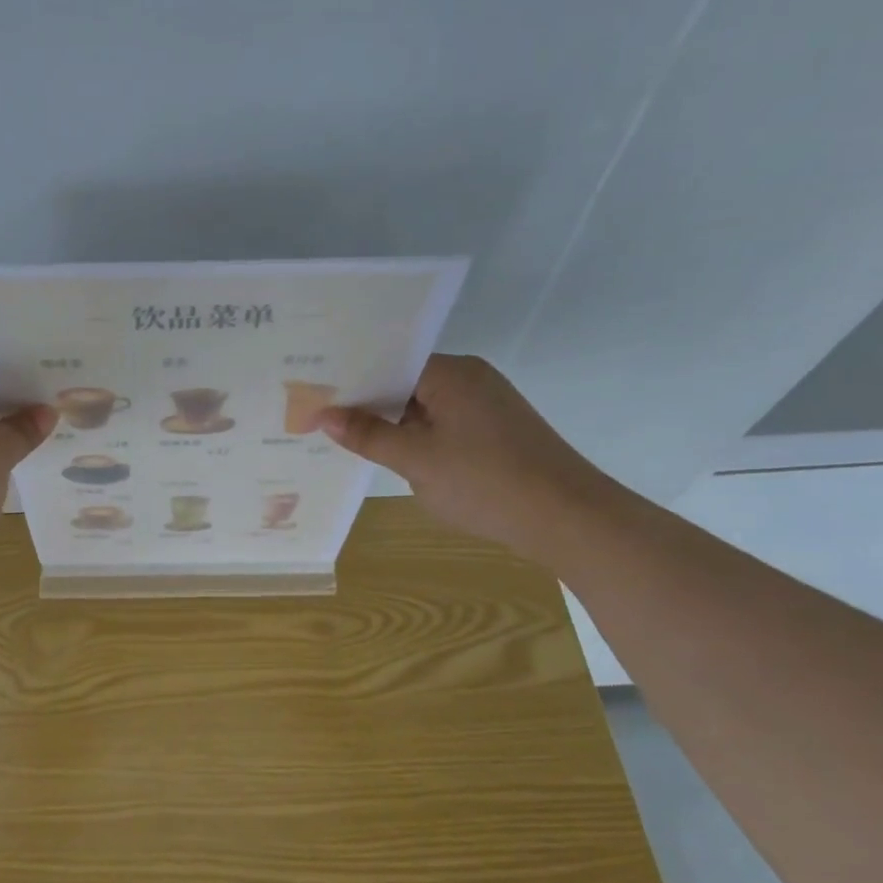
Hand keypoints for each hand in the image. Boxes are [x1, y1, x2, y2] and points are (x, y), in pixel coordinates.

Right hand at [319, 354, 620, 559]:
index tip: (313, 394)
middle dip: (367, 404)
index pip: (388, 363)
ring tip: (347, 439)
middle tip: (320, 417)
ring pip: (423, 407)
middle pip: (405, 383)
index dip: (351, 380)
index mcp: (451, 373)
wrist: (569, 519)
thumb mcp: (416, 461)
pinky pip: (443, 425)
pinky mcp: (496, 431)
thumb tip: (323, 415)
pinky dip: (418, 439)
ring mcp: (486, 405)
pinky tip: (393, 457)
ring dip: (393, 425)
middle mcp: (470, 379)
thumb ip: (368, 436)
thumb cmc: (487, 483)